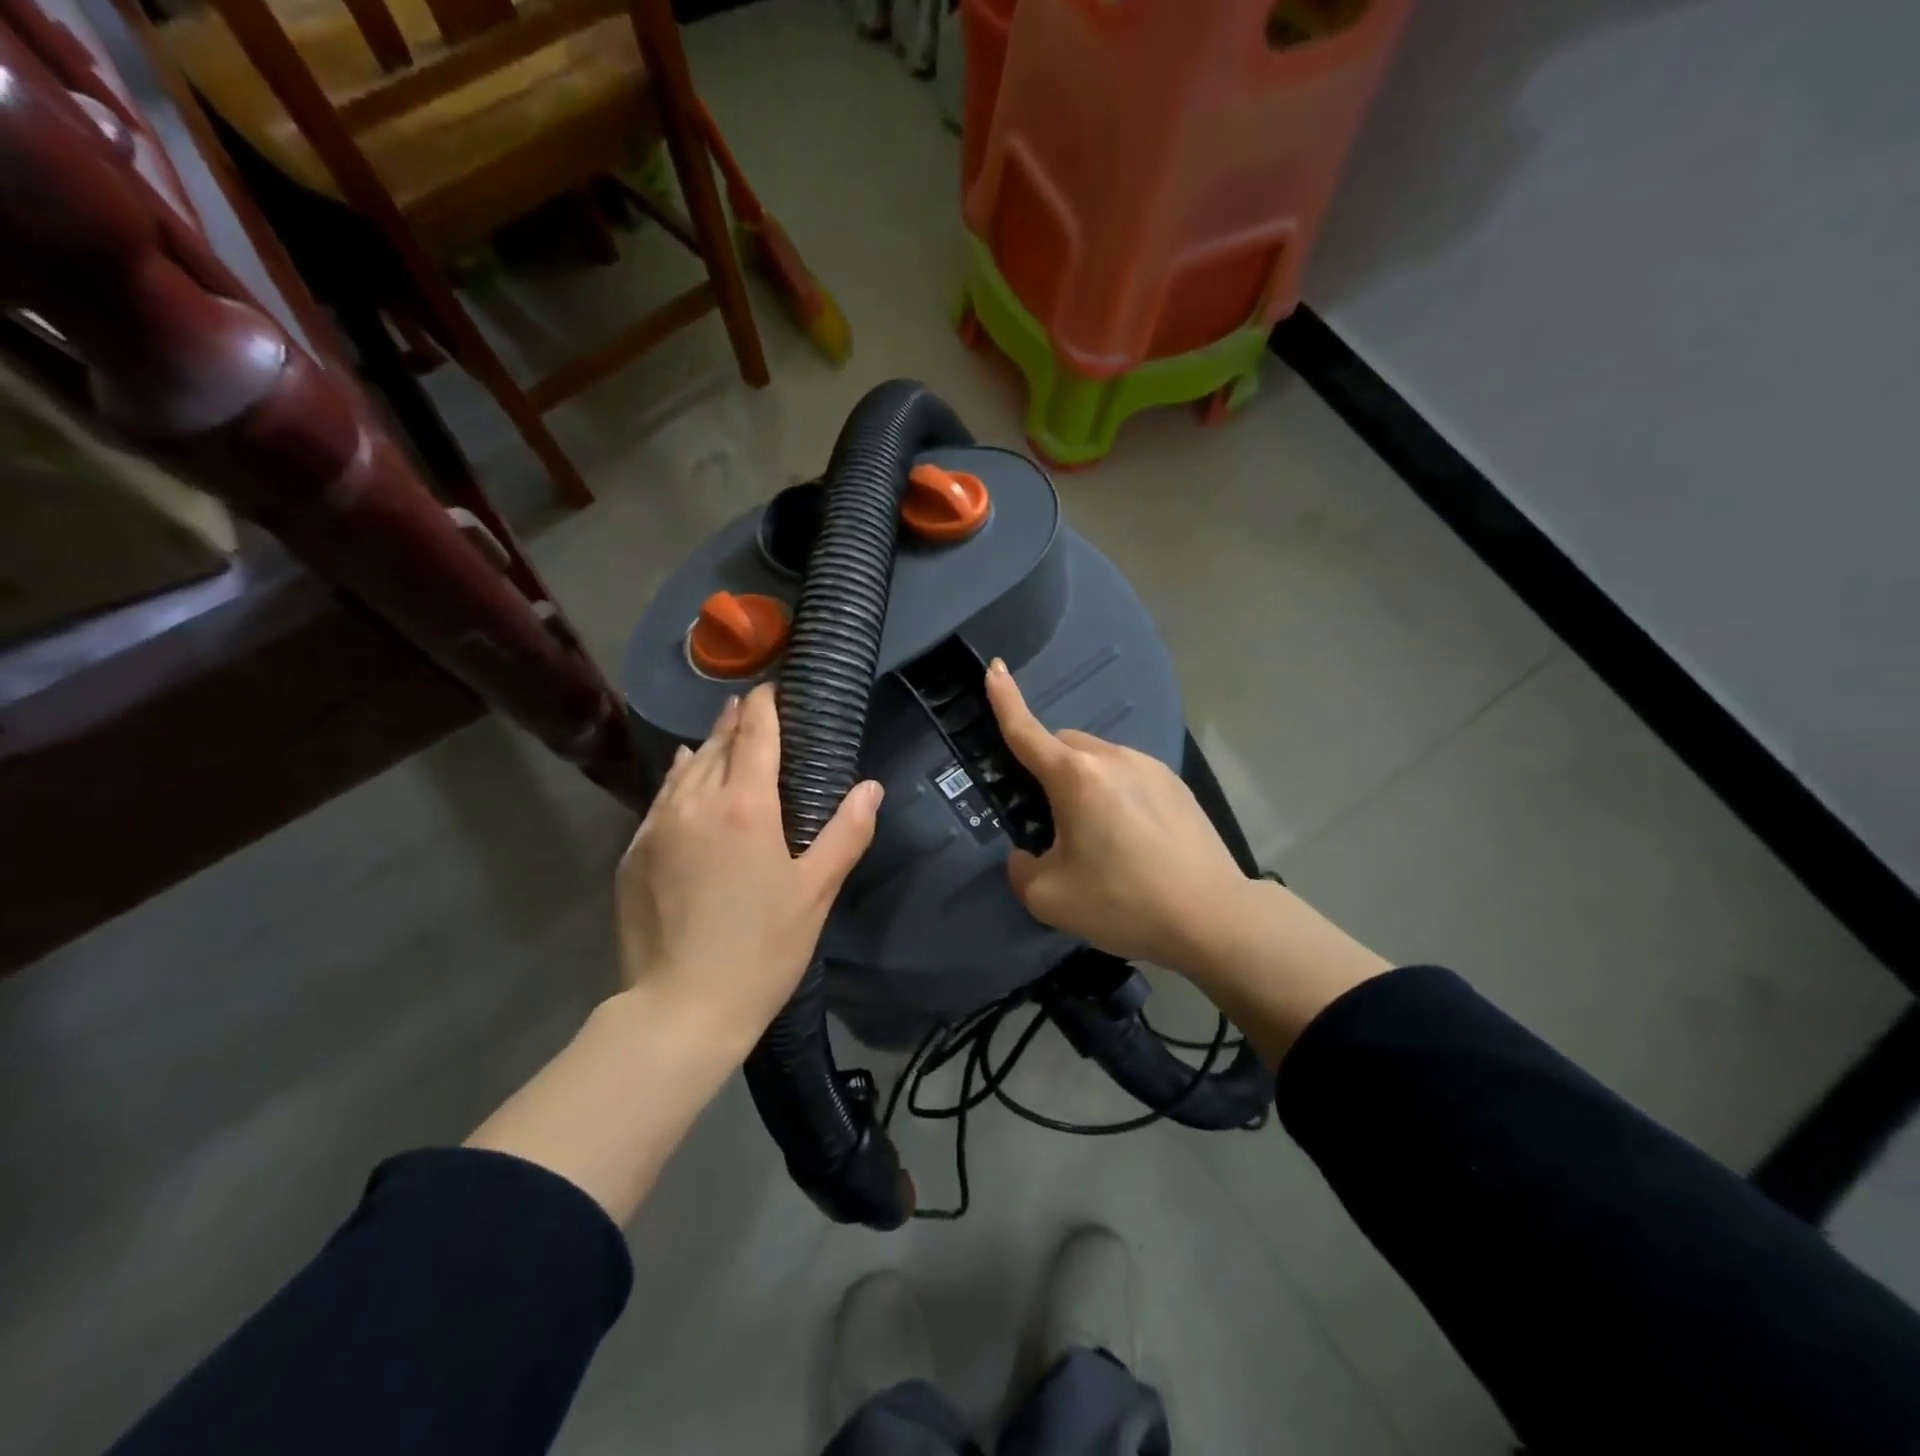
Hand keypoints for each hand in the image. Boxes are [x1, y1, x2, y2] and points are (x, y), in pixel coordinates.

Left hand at [615, 683, 882, 1051]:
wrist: (679, 1008)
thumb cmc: (762, 949)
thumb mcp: (816, 892)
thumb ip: (847, 832)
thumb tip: (870, 787)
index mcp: (745, 805)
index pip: (755, 734)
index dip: (765, 706)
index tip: (772, 687)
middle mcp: (696, 802)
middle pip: (716, 743)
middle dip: (736, 720)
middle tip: (752, 706)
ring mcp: (657, 825)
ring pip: (684, 767)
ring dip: (706, 745)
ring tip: (722, 733)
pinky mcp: (634, 852)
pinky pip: (662, 797)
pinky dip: (680, 778)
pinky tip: (686, 778)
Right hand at [984, 659, 1252, 974]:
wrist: (1212, 917)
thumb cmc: (1124, 902)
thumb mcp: (1050, 898)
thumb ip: (1021, 870)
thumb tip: (1027, 854)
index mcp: (1076, 776)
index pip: (1027, 731)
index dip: (1005, 700)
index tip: (995, 668)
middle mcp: (1113, 758)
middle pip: (1063, 747)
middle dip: (1046, 769)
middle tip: (1049, 821)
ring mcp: (1151, 767)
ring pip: (1098, 761)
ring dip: (1083, 783)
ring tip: (1097, 838)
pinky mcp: (1177, 784)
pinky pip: (1129, 775)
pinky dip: (1115, 793)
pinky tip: (1131, 839)